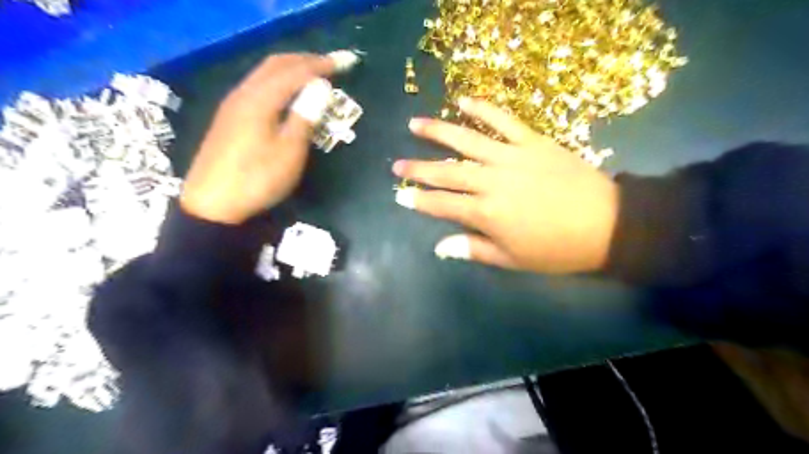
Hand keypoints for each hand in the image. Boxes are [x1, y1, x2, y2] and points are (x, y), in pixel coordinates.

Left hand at [182, 54, 334, 222]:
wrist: (213, 204)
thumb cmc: (257, 179)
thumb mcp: (289, 152)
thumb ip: (304, 117)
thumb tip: (320, 87)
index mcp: (260, 100)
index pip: (295, 71)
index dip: (320, 64)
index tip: (344, 62)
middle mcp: (243, 94)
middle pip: (275, 65)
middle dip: (304, 60)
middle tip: (330, 64)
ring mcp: (232, 105)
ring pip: (263, 74)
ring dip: (290, 69)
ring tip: (312, 75)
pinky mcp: (228, 118)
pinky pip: (257, 87)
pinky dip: (277, 82)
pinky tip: (285, 94)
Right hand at [395, 97, 617, 272]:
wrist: (607, 224)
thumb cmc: (557, 249)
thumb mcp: (513, 259)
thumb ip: (474, 249)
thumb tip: (440, 247)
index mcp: (486, 213)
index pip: (442, 205)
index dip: (419, 201)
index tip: (399, 195)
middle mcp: (491, 181)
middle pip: (446, 173)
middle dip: (418, 169)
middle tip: (397, 165)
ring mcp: (511, 157)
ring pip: (467, 140)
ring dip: (438, 132)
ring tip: (415, 125)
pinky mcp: (531, 141)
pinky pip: (503, 120)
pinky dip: (483, 108)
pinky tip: (464, 100)